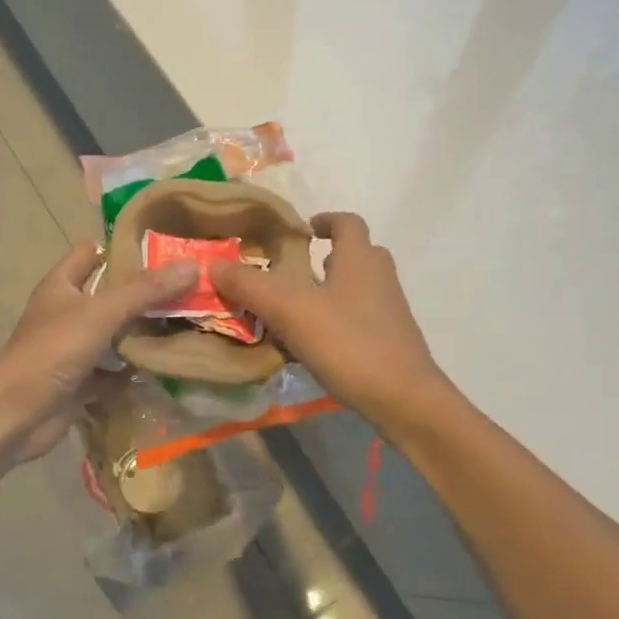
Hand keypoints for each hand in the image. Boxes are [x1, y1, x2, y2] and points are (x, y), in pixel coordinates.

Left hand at [0, 241, 196, 460]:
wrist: (17, 413)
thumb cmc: (54, 350)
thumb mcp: (102, 312)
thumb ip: (146, 290)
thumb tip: (192, 265)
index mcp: (61, 285)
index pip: (91, 253)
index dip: (122, 248)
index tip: (163, 250)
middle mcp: (65, 313)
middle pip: (109, 296)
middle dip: (144, 295)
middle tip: (188, 290)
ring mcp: (71, 350)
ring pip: (113, 336)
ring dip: (142, 335)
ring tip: (186, 326)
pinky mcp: (79, 382)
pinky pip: (112, 373)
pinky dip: (133, 372)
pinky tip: (166, 369)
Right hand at [212, 212, 453, 434]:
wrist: (404, 399)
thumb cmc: (348, 343)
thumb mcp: (290, 310)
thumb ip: (250, 285)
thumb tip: (214, 264)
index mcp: (360, 258)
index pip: (347, 221)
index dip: (324, 219)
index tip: (300, 230)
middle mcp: (379, 277)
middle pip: (355, 254)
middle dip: (324, 258)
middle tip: (291, 272)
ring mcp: (389, 310)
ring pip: (356, 288)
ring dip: (328, 291)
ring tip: (293, 310)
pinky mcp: (390, 341)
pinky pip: (359, 318)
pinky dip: (336, 321)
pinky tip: (312, 345)